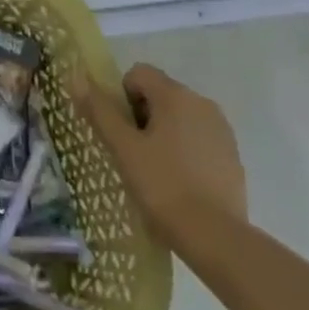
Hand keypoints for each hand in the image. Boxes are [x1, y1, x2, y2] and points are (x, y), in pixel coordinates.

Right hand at [73, 62, 247, 244]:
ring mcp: (221, 130)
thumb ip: (100, 110)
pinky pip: (198, 139)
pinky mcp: (232, 156)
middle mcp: (202, 103)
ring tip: (155, 169)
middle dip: (141, 116)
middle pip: (160, 94)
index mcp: (175, 95)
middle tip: (132, 152)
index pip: (139, 73)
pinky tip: (179, 181)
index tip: (120, 131)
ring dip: (163, 133)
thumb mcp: (123, 147)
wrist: (215, 236)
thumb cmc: (162, 185)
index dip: (121, 97)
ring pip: (180, 117)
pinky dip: (184, 150)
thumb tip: (76, 77)